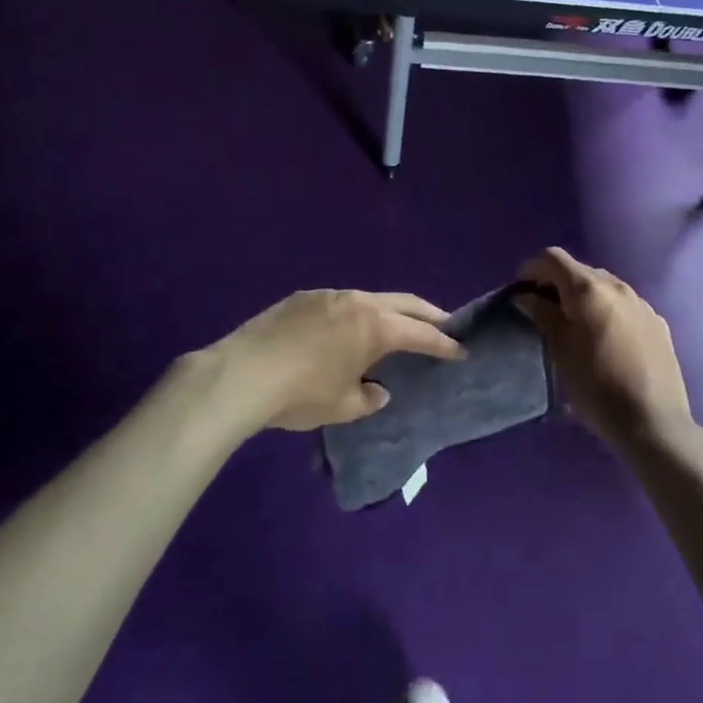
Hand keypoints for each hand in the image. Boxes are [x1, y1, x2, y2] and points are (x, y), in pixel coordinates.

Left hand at [206, 290, 462, 432]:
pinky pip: (340, 302)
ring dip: (388, 311)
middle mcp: (357, 302)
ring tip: (395, 326)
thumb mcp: (342, 407)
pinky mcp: (301, 298)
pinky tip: (347, 329)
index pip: (420, 333)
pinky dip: (356, 313)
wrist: (242, 374)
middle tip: (443, 324)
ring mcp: (327, 295)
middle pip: (402, 303)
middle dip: (426, 314)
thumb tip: (378, 390)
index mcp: (375, 327)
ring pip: (370, 298)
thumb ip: (368, 398)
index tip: (461, 350)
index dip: (443, 343)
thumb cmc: (301, 394)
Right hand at [514, 248, 691, 447]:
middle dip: (557, 283)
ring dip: (584, 296)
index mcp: (588, 289)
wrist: (653, 423)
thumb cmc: (596, 386)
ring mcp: (642, 303)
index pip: (553, 258)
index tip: (520, 291)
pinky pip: (624, 305)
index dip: (531, 268)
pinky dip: (607, 310)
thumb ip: (542, 315)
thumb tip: (526, 296)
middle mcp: (617, 286)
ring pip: (604, 286)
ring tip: (575, 325)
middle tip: (544, 310)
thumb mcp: (560, 351)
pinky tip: (605, 339)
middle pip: (579, 270)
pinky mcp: (658, 322)